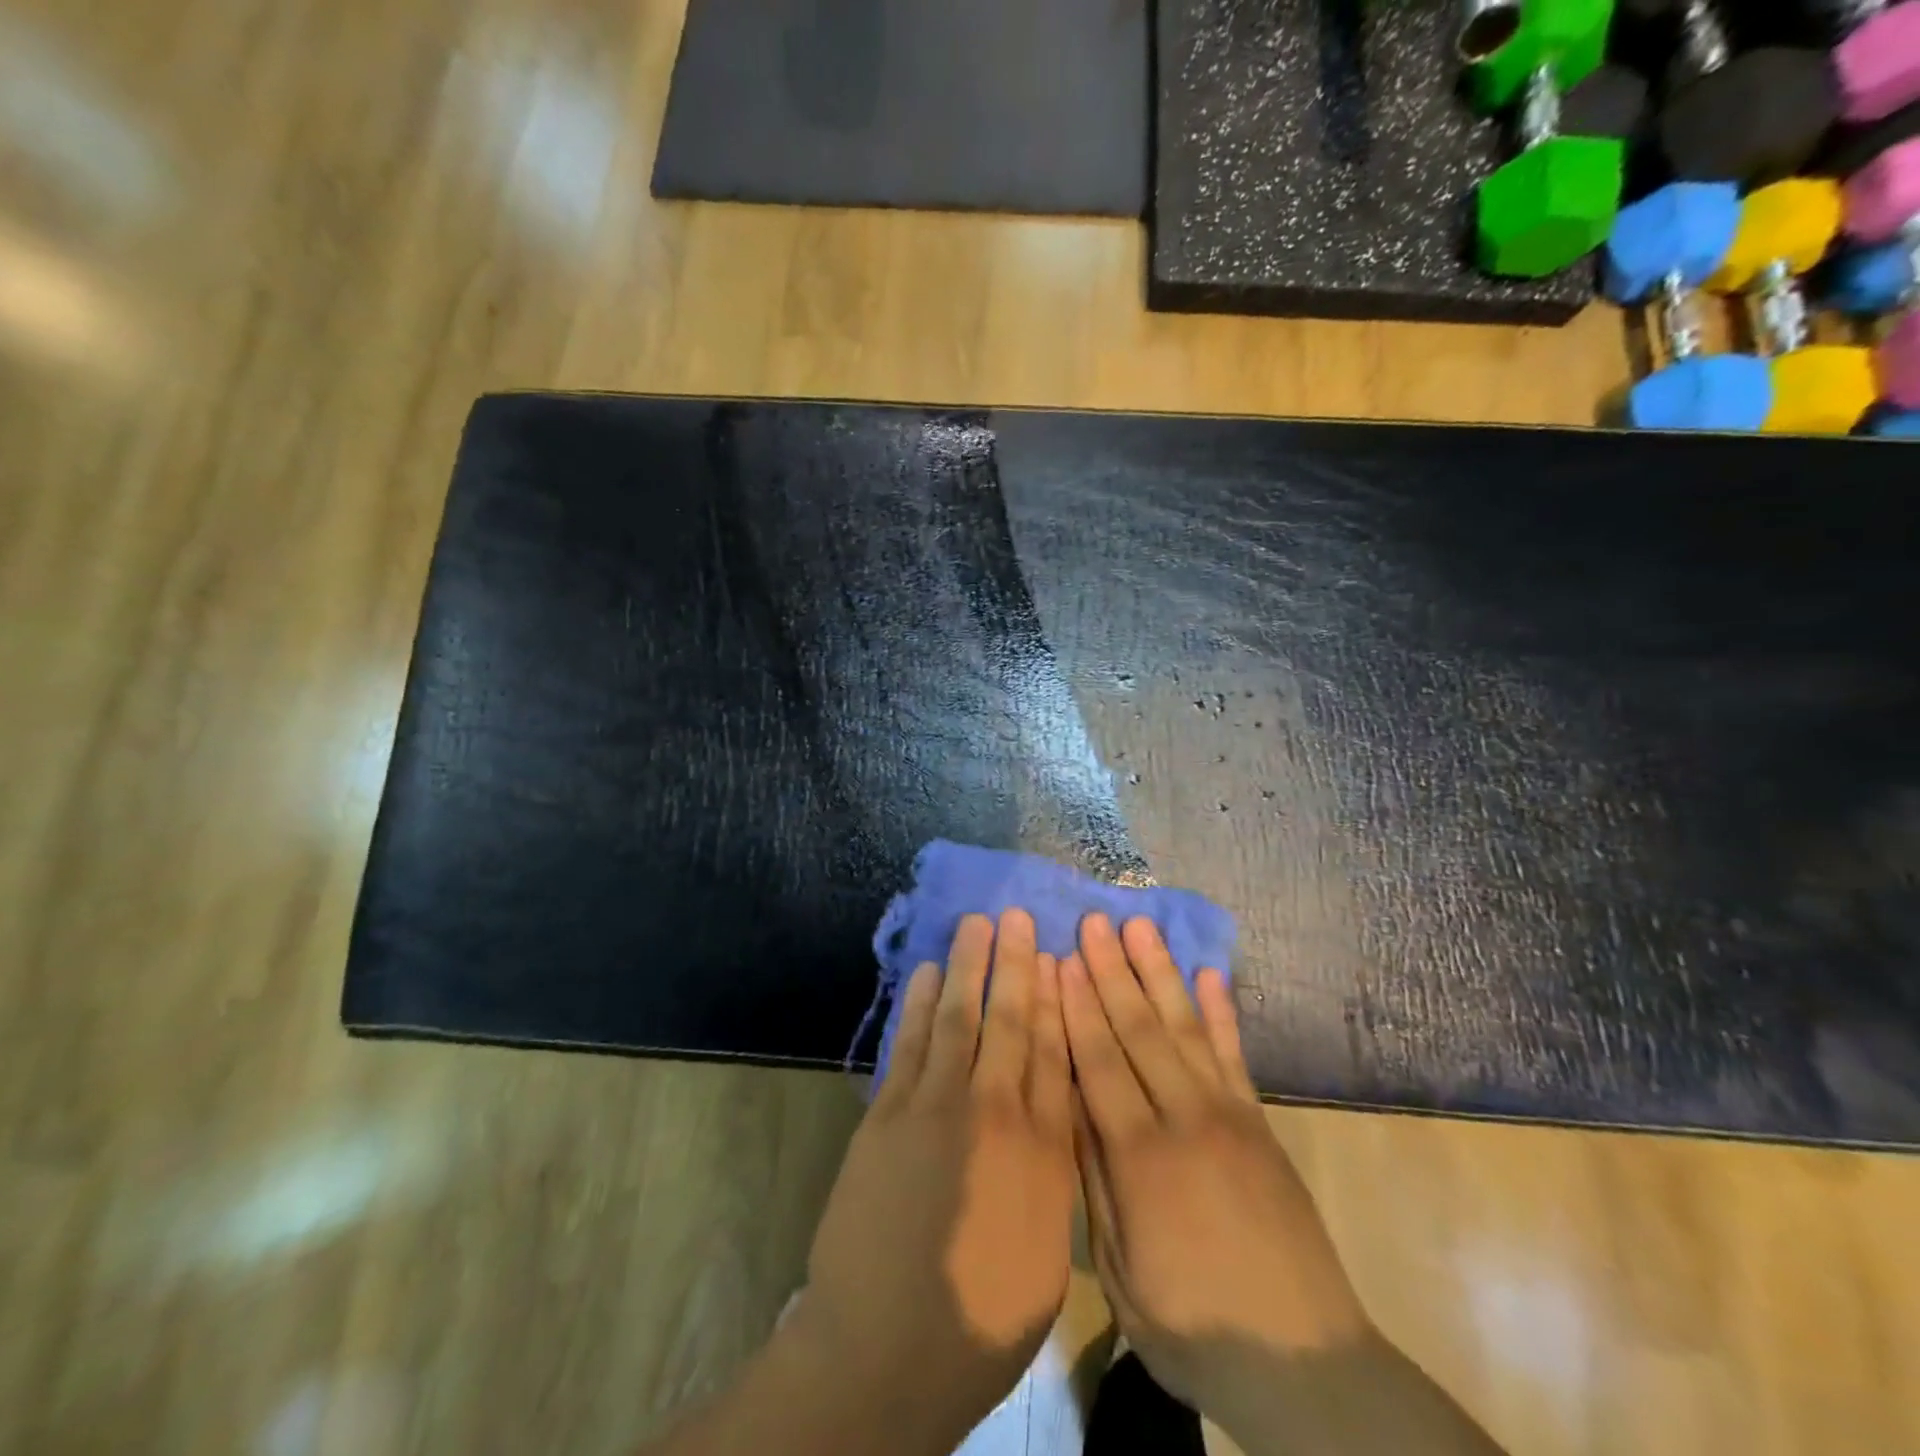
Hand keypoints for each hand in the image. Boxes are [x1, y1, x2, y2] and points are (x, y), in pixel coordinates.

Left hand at [790, 908, 1076, 1451]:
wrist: (887, 1349)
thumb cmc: (981, 1317)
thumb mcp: (1047, 1252)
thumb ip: (1053, 1172)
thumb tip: (1055, 1112)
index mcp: (1041, 1150)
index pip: (1053, 1052)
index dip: (1055, 998)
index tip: (1056, 956)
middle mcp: (993, 1112)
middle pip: (1010, 1023)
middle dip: (1016, 965)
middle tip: (1018, 917)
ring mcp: (934, 1107)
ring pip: (958, 1019)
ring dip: (967, 967)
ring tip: (976, 924)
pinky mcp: (887, 1114)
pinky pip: (909, 1045)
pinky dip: (918, 1005)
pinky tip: (927, 973)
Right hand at [1061, 915, 1371, 1427]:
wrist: (1305, 1368)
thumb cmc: (1194, 1327)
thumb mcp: (1120, 1271)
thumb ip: (1094, 1181)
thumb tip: (1068, 1103)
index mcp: (1140, 1157)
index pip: (1097, 1061)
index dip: (1075, 1006)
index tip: (1058, 958)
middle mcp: (1184, 1118)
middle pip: (1138, 1029)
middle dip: (1110, 971)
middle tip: (1092, 921)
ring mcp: (1228, 1114)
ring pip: (1184, 1026)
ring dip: (1158, 972)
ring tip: (1138, 927)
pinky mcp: (1260, 1122)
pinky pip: (1235, 1054)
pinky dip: (1221, 1010)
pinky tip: (1210, 973)